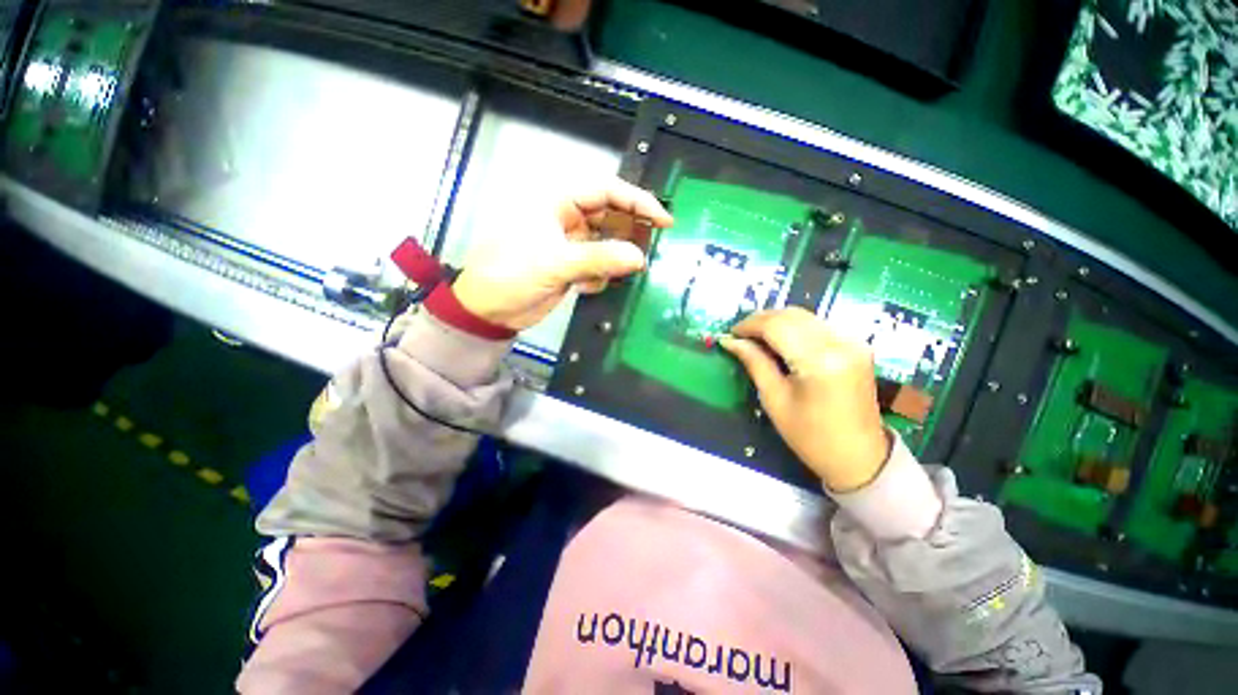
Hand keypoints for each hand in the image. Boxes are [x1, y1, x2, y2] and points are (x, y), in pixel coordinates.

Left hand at [452, 179, 673, 330]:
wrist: (489, 310)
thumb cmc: (511, 274)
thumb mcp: (554, 263)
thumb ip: (598, 258)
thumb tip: (639, 257)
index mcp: (557, 202)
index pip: (606, 191)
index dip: (637, 201)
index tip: (663, 220)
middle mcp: (567, 218)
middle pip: (610, 216)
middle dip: (629, 234)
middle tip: (649, 250)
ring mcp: (571, 243)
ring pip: (607, 244)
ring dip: (614, 260)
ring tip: (616, 274)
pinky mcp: (572, 266)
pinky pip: (599, 265)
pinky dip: (600, 277)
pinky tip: (586, 287)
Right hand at [720, 308, 890, 491]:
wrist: (859, 457)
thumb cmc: (810, 436)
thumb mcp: (774, 400)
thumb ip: (754, 362)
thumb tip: (730, 341)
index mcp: (819, 361)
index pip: (776, 326)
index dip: (749, 325)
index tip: (730, 334)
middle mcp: (840, 342)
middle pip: (791, 315)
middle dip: (760, 320)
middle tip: (740, 335)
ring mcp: (853, 341)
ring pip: (804, 316)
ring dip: (776, 321)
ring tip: (756, 338)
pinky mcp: (857, 345)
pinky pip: (818, 324)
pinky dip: (794, 327)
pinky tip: (781, 341)